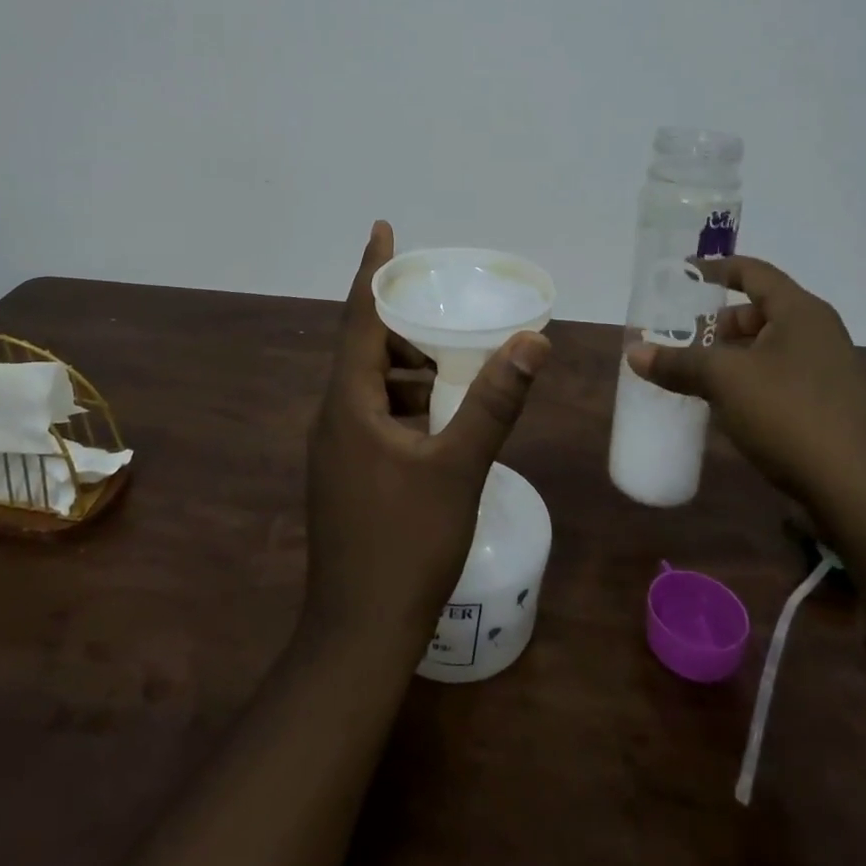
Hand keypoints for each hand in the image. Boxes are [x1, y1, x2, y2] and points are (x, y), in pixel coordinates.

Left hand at [302, 222, 549, 661]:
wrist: (358, 636)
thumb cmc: (405, 545)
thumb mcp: (458, 467)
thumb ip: (494, 401)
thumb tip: (532, 341)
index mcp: (348, 403)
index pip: (359, 317)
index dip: (372, 269)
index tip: (383, 229)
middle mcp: (333, 416)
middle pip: (365, 349)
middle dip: (403, 324)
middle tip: (444, 309)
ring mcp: (336, 448)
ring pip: (371, 386)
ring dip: (407, 368)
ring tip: (452, 365)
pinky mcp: (346, 473)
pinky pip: (374, 416)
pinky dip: (405, 403)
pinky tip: (439, 420)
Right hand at [626, 255, 865, 580]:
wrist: (859, 494)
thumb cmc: (789, 415)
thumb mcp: (723, 381)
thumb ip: (678, 362)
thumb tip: (634, 353)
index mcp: (801, 312)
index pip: (753, 271)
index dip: (715, 269)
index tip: (682, 274)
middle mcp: (820, 333)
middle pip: (760, 310)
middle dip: (719, 321)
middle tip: (685, 337)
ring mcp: (830, 370)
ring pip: (770, 346)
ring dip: (733, 354)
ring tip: (698, 372)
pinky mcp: (831, 406)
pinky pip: (781, 375)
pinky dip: (750, 379)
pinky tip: (727, 405)